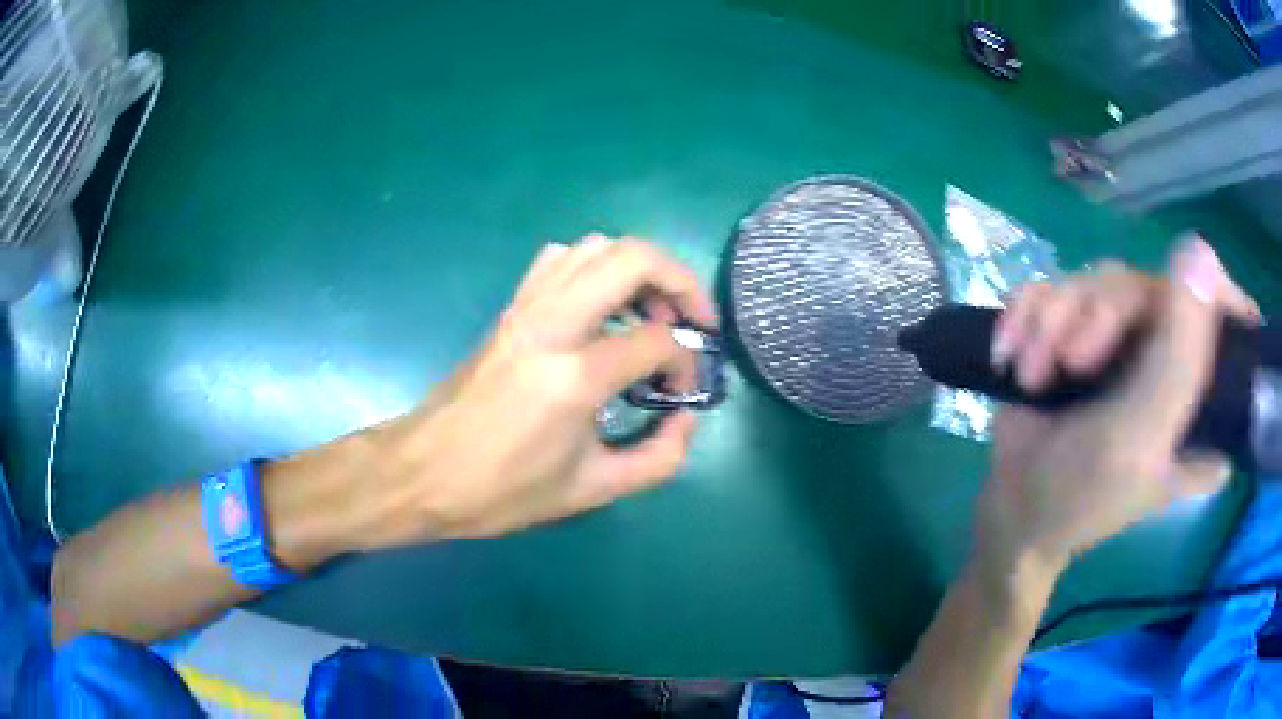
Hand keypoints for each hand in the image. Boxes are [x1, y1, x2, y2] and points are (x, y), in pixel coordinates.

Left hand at [352, 235, 717, 546]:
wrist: (425, 473)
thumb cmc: (504, 490)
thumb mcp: (592, 490)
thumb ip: (658, 458)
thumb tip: (685, 418)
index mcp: (575, 377)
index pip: (657, 341)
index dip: (685, 362)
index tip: (681, 393)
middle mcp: (552, 325)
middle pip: (632, 258)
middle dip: (680, 280)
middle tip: (693, 319)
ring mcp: (525, 309)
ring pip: (594, 247)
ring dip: (637, 268)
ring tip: (651, 310)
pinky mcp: (509, 310)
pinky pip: (558, 260)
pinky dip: (593, 266)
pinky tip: (600, 306)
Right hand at [978, 238, 1252, 566]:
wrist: (1011, 514)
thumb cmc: (1083, 497)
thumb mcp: (1141, 435)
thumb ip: (1179, 355)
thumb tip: (1199, 250)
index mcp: (1202, 392)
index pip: (1227, 312)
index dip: (1202, 292)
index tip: (1164, 315)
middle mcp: (1170, 355)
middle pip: (1145, 283)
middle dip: (1096, 315)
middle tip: (1069, 363)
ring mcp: (1124, 341)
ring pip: (1096, 280)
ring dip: (1052, 321)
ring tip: (1030, 374)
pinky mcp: (1080, 332)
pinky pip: (1055, 286)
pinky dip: (1026, 314)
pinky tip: (1009, 352)